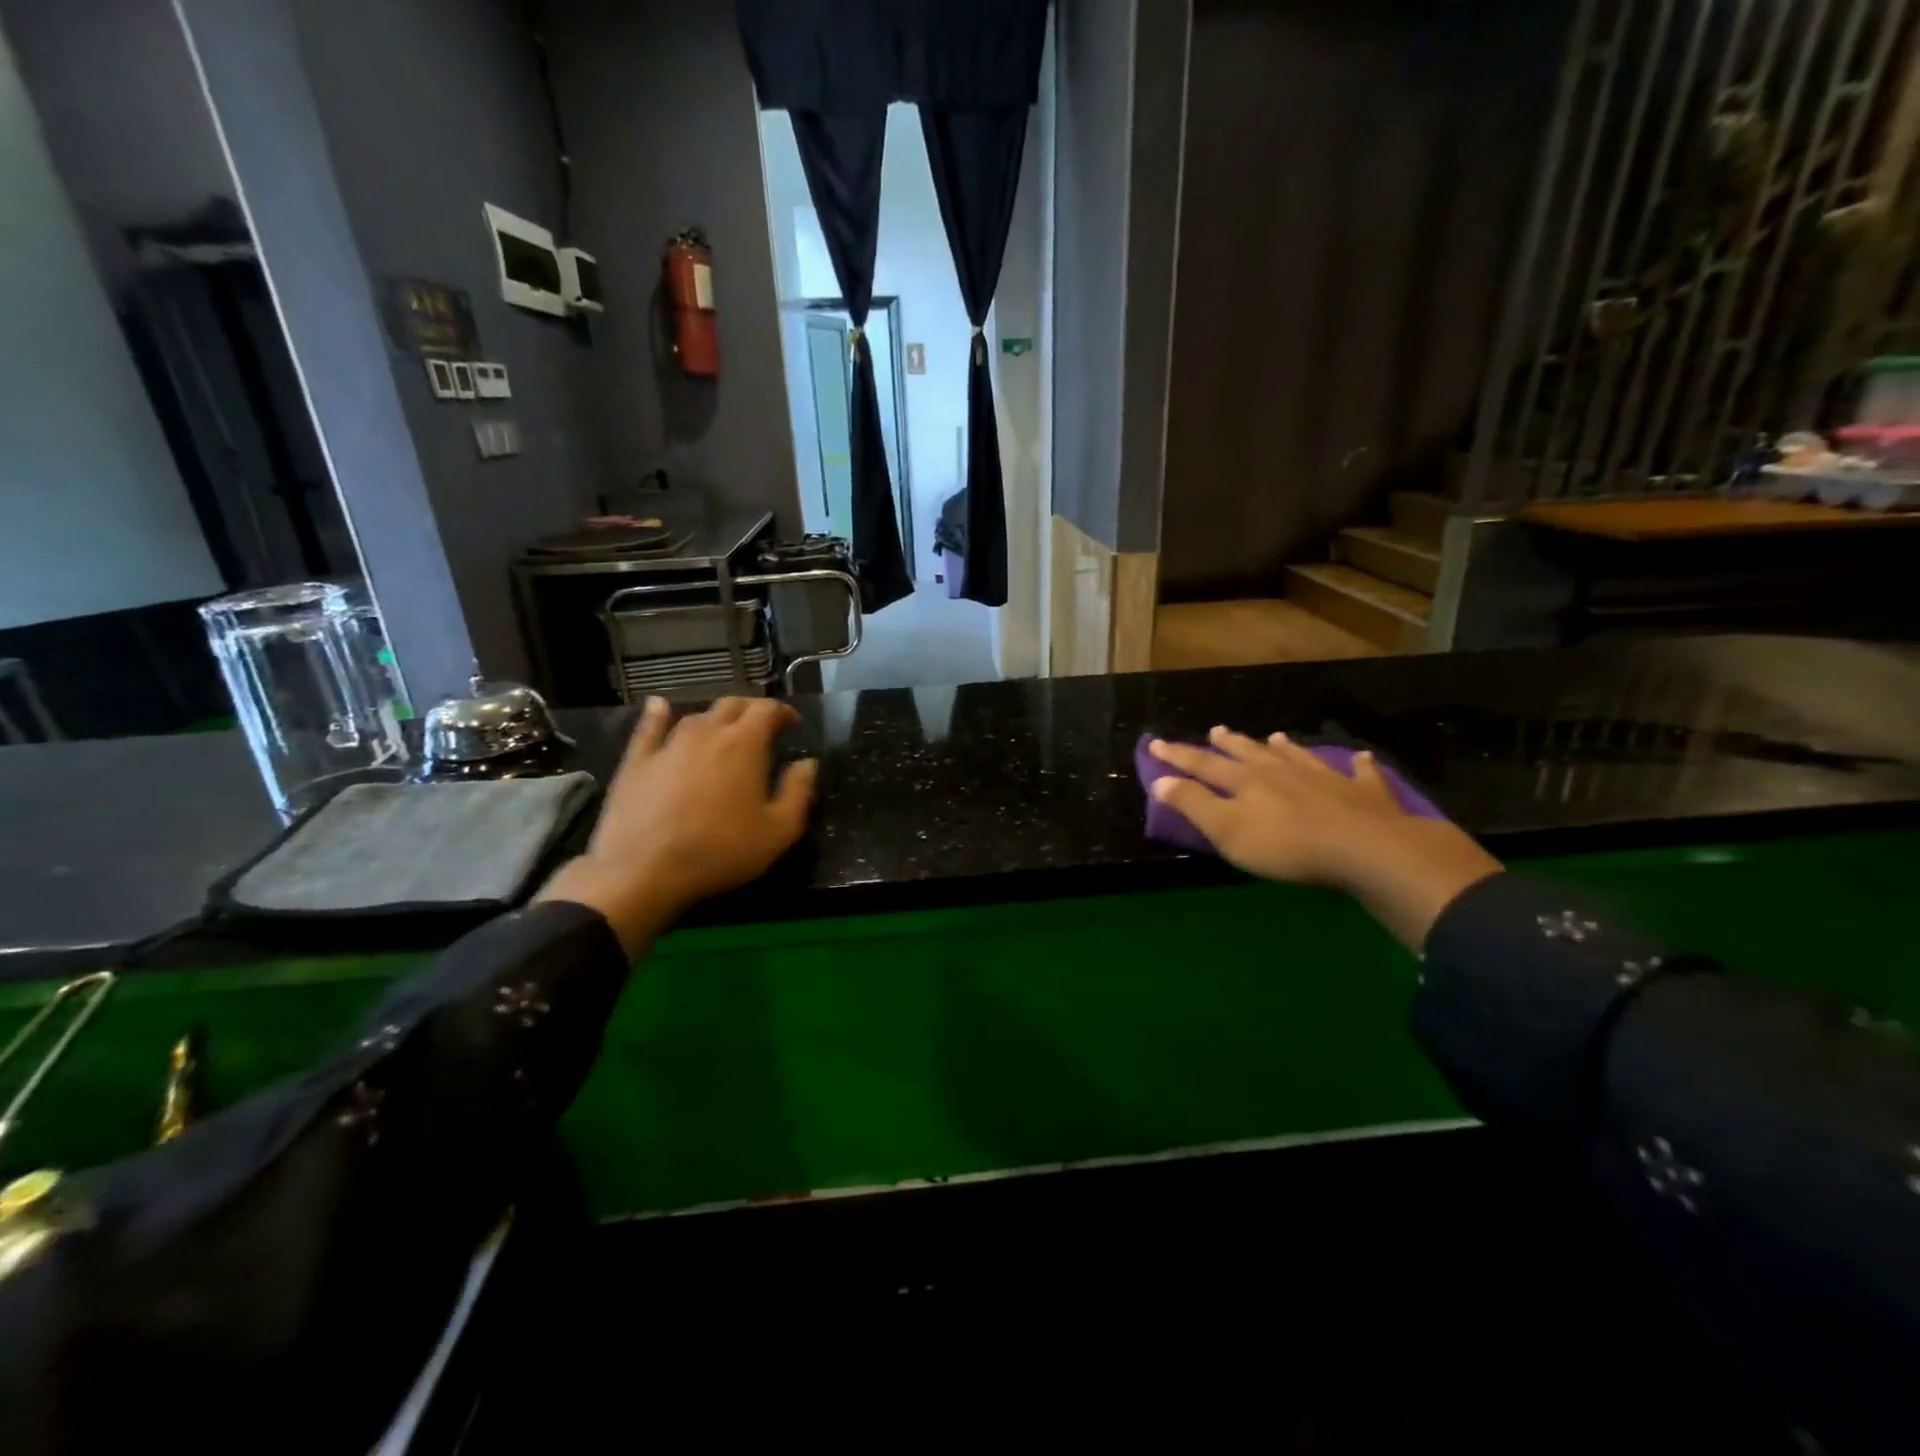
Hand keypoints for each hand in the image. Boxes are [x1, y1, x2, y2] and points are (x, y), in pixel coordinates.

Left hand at [538, 697, 817, 952]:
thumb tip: (808, 763)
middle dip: (751, 709)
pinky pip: (649, 727)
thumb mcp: (778, 831)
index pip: (767, 709)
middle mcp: (707, 732)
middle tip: (762, 725)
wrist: (643, 871)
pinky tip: (660, 706)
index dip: (782, 711)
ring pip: (696, 716)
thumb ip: (798, 792)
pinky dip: (658, 714)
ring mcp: (668, 743)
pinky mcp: (637, 760)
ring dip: (715, 718)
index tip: (791, 723)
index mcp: (745, 744)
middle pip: (732, 705)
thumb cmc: (720, 851)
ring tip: (723, 731)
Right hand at [1148, 728, 1501, 949]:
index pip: (1203, 765)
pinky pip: (1359, 774)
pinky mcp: (1363, 793)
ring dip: (1284, 748)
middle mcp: (1282, 772)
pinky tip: (1361, 759)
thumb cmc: (1285, 845)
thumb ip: (1193, 804)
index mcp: (1246, 782)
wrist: (1365, 848)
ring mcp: (1325, 778)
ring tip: (1275, 737)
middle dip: (1229, 743)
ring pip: (1298, 757)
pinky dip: (1357, 766)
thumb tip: (1160, 781)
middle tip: (1216, 730)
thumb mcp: (1227, 830)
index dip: (1178, 755)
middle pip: (1249, 754)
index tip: (1156, 743)